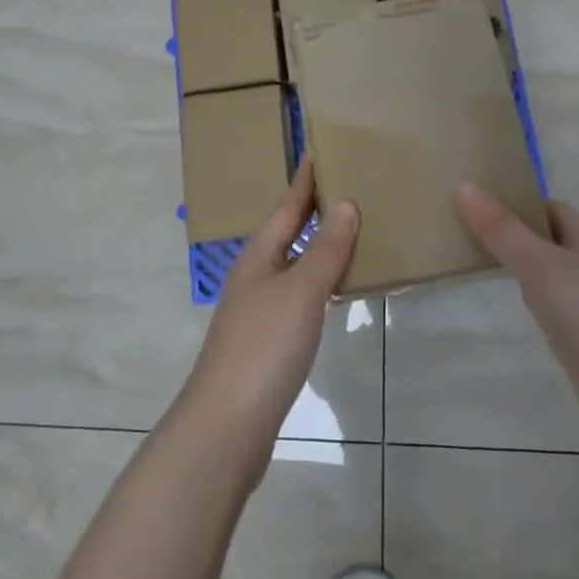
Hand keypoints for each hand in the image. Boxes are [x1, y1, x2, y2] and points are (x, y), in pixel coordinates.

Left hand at [177, 156, 358, 475]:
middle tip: (348, 189)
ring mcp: (257, 312)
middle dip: (313, 212)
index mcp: (258, 257)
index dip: (304, 182)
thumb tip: (345, 204)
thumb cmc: (265, 347)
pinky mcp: (265, 344)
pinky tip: (336, 294)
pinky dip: (319, 286)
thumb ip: (325, 249)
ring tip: (352, 235)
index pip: (286, 207)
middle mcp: (254, 277)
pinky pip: (298, 299)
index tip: (318, 152)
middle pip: (286, 235)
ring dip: (318, 249)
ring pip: (293, 268)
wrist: (227, 426)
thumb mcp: (301, 292)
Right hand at [455, 184, 578, 397]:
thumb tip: (465, 186)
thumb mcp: (540, 266)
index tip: (478, 203)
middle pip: (554, 240)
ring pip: (556, 276)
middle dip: (517, 234)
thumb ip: (503, 230)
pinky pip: (560, 310)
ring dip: (526, 269)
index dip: (519, 202)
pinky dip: (538, 304)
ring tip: (485, 269)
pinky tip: (523, 315)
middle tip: (471, 234)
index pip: (553, 208)